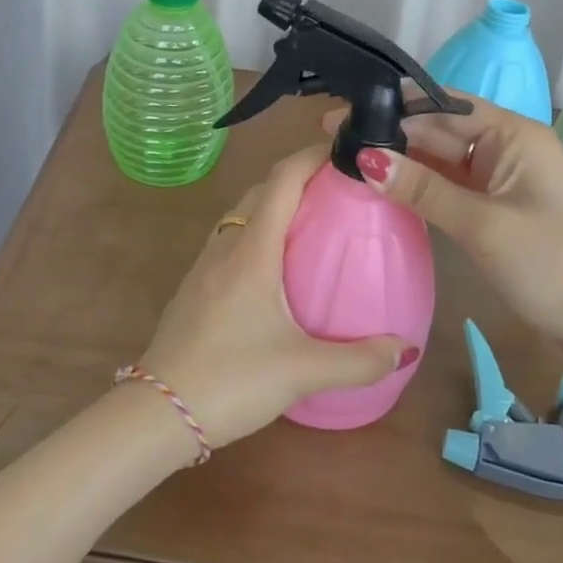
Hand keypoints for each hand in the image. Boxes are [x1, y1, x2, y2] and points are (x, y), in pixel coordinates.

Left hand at [136, 144, 412, 453]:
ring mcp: (204, 265)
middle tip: (338, 189)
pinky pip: (231, 240)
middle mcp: (226, 245)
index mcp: (252, 249)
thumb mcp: (302, 371)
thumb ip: (359, 360)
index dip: (312, 156)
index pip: (283, 180)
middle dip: (298, 177)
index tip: (343, 150)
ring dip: (274, 205)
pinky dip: (258, 233)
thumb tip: (405, 349)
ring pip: (242, 214)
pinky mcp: (194, 288)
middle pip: (262, 191)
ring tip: (312, 223)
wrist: (157, 412)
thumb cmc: (232, 379)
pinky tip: (275, 269)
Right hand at [325, 99, 562, 353]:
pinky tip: (383, 187)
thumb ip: (422, 189)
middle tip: (333, 139)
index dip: (392, 109)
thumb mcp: (481, 224)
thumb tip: (363, 158)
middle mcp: (506, 147)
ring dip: (401, 161)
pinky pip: (450, 186)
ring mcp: (501, 179)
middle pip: (439, 131)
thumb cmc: (552, 265)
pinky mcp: (496, 208)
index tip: (342, 115)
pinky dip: (419, 187)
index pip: (443, 107)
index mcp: (513, 134)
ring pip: (441, 159)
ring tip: (346, 159)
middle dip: (391, 134)